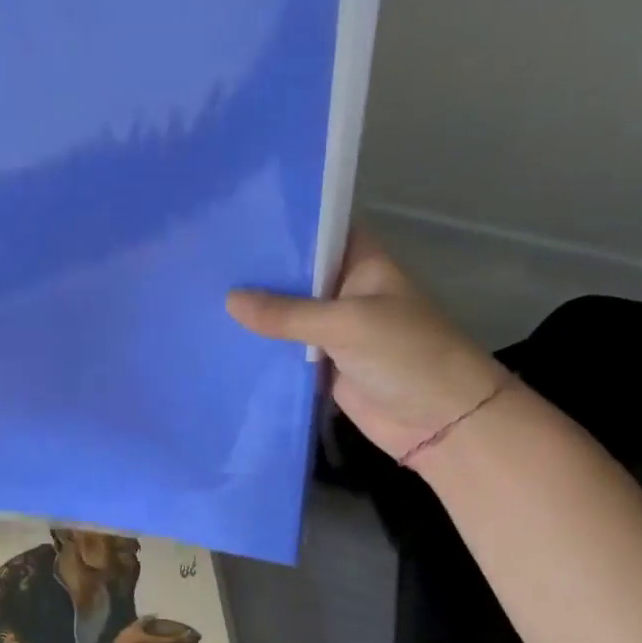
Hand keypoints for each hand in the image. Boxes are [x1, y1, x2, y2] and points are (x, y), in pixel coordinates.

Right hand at [225, 228, 505, 459]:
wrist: (442, 424)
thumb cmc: (406, 355)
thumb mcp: (346, 324)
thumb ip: (286, 313)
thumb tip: (228, 299)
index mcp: (361, 264)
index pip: (318, 231)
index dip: (281, 225)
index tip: (236, 218)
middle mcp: (345, 290)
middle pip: (295, 274)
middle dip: (257, 270)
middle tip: (203, 257)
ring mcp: (333, 330)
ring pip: (285, 314)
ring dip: (253, 311)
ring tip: (199, 294)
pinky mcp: (322, 365)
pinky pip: (284, 350)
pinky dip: (260, 347)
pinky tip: (220, 338)